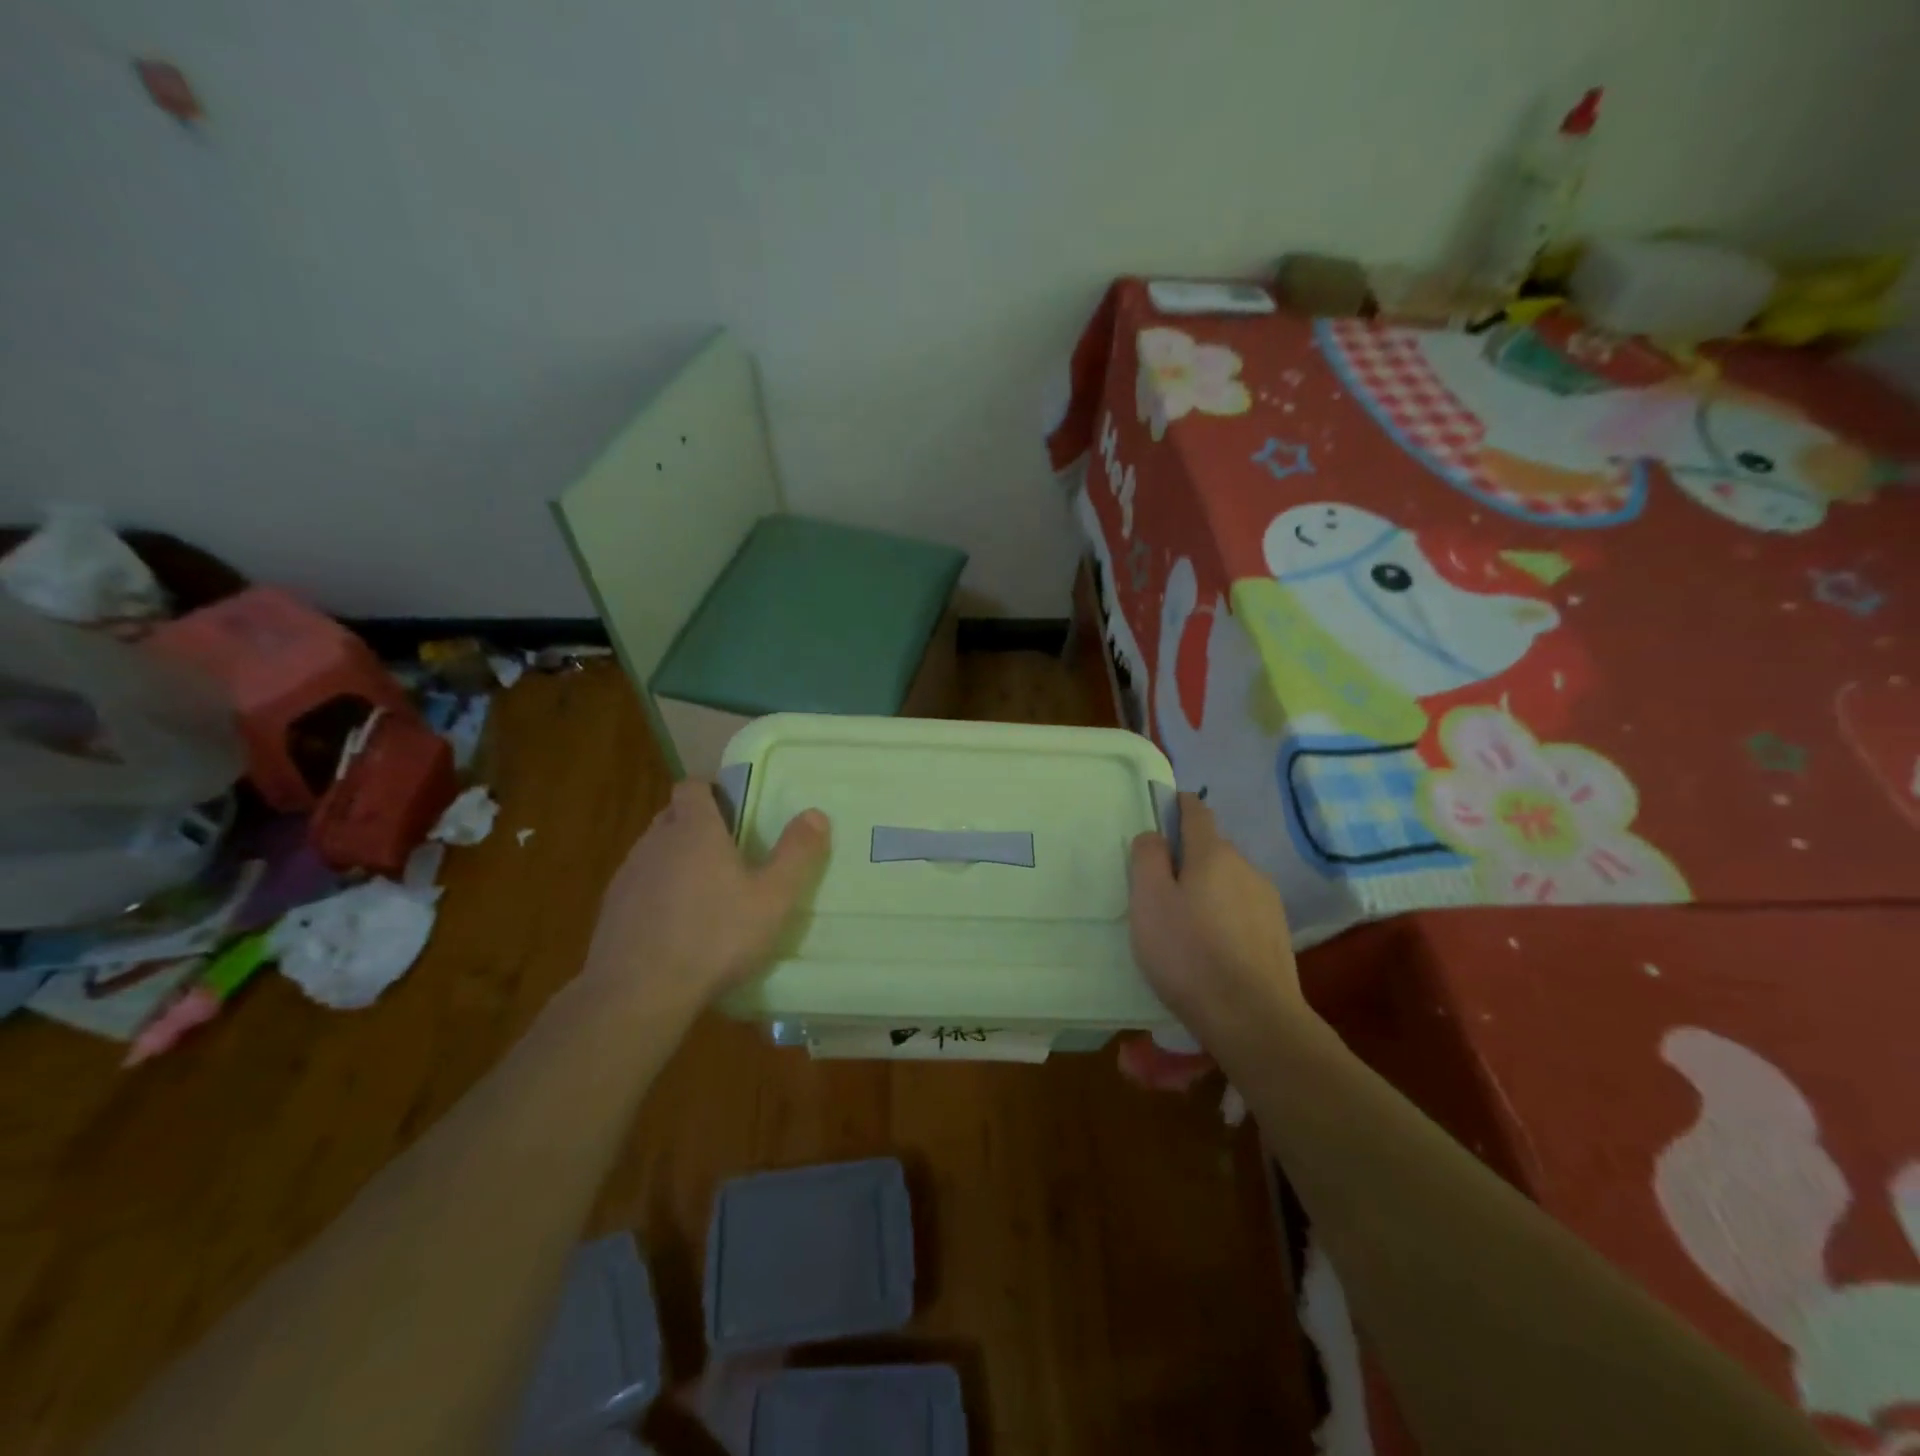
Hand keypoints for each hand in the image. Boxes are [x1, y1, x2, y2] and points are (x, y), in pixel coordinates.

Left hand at [584, 780, 829, 1011]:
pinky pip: (640, 886)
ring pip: (655, 852)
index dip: (711, 791)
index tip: (733, 809)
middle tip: (729, 853)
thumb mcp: (773, 898)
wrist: (638, 994)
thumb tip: (816, 814)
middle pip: (673, 816)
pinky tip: (677, 927)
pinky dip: (658, 894)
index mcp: (694, 830)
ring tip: (706, 894)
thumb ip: (796, 853)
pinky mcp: (611, 910)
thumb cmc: (715, 937)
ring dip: (677, 861)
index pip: (692, 786)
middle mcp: (655, 842)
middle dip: (697, 825)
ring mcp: (628, 876)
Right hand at [1128, 793, 1303, 1035]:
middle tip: (1158, 885)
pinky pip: (1242, 909)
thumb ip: (1147, 858)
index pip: (1196, 812)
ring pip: (1228, 881)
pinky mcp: (1277, 934)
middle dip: (1187, 857)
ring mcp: (1267, 901)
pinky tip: (1211, 946)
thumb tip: (1154, 835)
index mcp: (1212, 853)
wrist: (1252, 1018)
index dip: (1177, 806)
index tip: (1161, 812)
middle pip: (1211, 848)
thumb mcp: (1149, 901)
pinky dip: (1224, 915)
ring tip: (1184, 922)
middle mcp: (1246, 867)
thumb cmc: (1188, 953)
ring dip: (1207, 889)